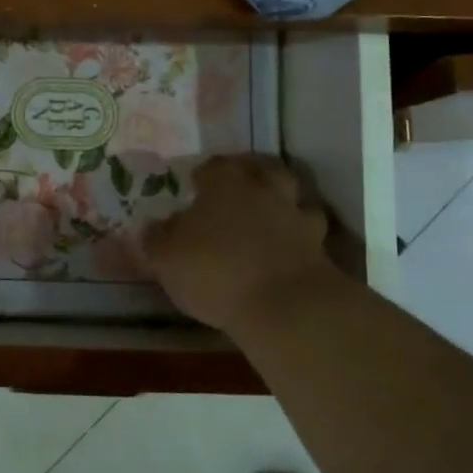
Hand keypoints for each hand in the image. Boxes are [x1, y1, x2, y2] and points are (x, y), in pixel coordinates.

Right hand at [144, 155, 339, 335]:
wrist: (284, 306)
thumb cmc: (215, 270)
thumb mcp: (166, 258)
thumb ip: (157, 239)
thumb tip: (151, 227)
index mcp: (225, 182)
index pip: (213, 166)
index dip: (202, 175)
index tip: (193, 185)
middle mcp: (264, 189)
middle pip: (261, 169)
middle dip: (249, 176)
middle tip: (236, 192)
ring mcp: (297, 216)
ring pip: (293, 196)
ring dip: (281, 203)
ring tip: (266, 218)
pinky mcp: (320, 247)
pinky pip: (308, 233)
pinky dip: (299, 237)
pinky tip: (287, 249)